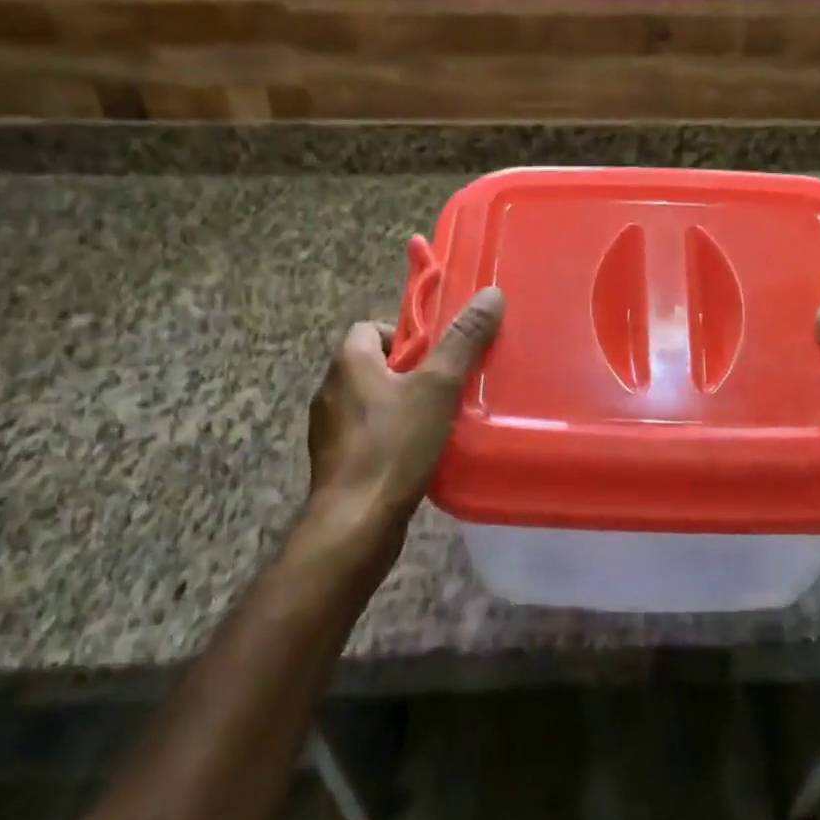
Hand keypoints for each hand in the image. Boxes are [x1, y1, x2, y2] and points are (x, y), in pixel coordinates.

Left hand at [307, 287, 505, 537]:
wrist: (354, 526)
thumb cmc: (393, 446)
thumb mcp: (438, 387)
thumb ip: (463, 340)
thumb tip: (491, 294)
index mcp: (348, 362)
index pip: (371, 328)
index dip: (405, 335)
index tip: (437, 354)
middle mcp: (330, 390)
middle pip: (374, 365)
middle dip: (410, 372)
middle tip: (447, 386)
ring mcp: (328, 431)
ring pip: (371, 402)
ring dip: (401, 407)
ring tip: (439, 421)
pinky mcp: (336, 464)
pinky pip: (367, 436)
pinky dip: (390, 438)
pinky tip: (419, 455)